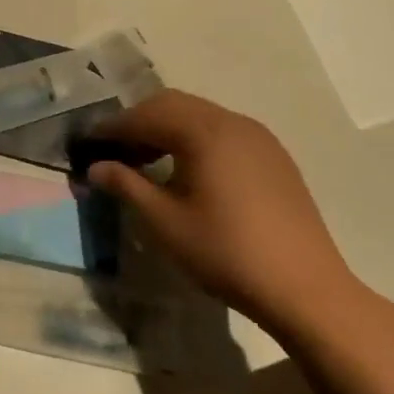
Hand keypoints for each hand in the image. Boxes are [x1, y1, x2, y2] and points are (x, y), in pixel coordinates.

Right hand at [85, 90, 361, 337]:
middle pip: (172, 104)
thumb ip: (126, 186)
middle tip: (114, 150)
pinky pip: (222, 130)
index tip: (86, 143)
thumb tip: (95, 167)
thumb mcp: (165, 223)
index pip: (144, 116)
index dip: (111, 128)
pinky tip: (188, 170)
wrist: (306, 289)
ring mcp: (257, 136)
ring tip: (146, 161)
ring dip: (166, 128)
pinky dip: (194, 138)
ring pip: (199, 114)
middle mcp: (231, 121)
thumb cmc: (227, 253)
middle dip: (138, 121)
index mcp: (203, 131)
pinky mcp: (273, 156)